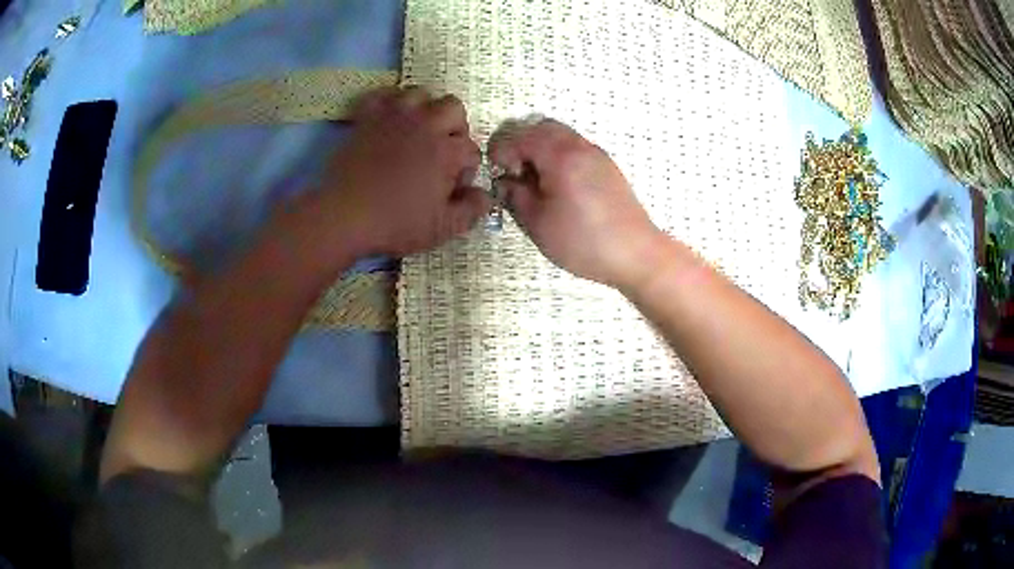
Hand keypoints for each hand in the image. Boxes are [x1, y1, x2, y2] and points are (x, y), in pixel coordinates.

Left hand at [305, 87, 490, 257]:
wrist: (344, 215)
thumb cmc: (396, 223)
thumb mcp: (442, 228)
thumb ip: (471, 210)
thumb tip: (486, 195)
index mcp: (447, 151)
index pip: (471, 149)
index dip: (466, 169)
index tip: (452, 187)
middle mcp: (426, 125)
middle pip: (454, 108)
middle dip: (455, 127)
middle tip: (441, 151)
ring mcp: (394, 116)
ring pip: (421, 93)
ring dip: (425, 109)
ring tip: (417, 130)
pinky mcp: (367, 117)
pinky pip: (382, 95)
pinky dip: (388, 102)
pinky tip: (388, 119)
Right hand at [489, 118, 662, 288]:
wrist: (635, 253)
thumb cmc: (583, 241)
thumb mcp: (538, 223)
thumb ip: (515, 196)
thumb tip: (505, 182)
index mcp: (561, 156)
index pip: (521, 137)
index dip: (502, 152)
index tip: (497, 173)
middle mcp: (581, 147)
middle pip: (543, 129)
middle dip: (522, 145)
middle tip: (515, 173)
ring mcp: (598, 155)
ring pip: (561, 137)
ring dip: (542, 151)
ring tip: (536, 182)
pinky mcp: (608, 168)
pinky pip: (576, 149)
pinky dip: (560, 157)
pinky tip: (559, 186)